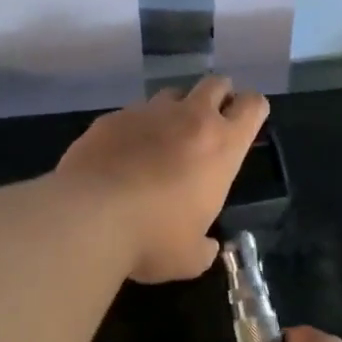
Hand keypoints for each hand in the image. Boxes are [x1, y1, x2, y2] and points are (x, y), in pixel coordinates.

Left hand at [54, 76, 268, 282]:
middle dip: (218, 97)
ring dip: (175, 110)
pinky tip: (122, 155)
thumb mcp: (191, 257)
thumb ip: (205, 247)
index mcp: (222, 146)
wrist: (88, 218)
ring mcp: (147, 113)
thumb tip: (207, 247)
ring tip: (163, 139)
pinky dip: (134, 128)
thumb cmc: (153, 238)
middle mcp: (190, 118)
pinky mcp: (110, 118)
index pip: (252, 105)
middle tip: (209, 124)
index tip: (244, 125)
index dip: (252, 110)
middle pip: (215, 84)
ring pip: (171, 94)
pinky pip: (131, 114)